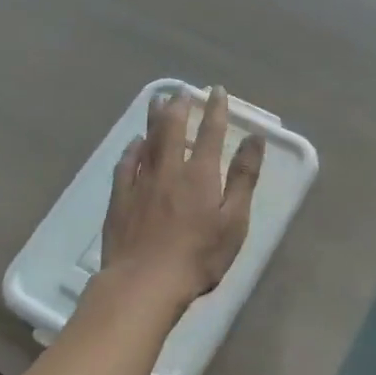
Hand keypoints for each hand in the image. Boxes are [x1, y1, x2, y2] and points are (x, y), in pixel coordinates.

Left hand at [97, 88, 265, 314]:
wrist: (144, 283)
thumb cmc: (198, 257)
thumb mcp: (234, 221)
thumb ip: (243, 178)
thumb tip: (255, 139)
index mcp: (200, 174)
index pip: (210, 132)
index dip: (215, 110)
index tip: (217, 91)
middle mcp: (169, 169)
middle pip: (173, 128)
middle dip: (179, 107)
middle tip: (181, 91)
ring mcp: (141, 183)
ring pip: (148, 140)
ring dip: (154, 118)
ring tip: (158, 100)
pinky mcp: (120, 199)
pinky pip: (125, 164)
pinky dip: (132, 149)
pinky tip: (134, 143)